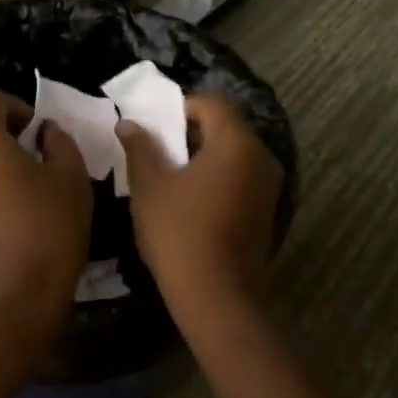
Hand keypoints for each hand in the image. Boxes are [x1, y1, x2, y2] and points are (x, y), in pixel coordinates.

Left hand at [0, 86, 92, 343]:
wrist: (6, 301)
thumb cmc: (45, 230)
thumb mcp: (71, 179)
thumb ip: (59, 142)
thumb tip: (45, 133)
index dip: (17, 106)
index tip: (40, 133)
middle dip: (1, 130)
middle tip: (35, 155)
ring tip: (23, 183)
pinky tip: (7, 210)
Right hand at [116, 93, 282, 324]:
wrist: (216, 294)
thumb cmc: (179, 232)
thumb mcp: (150, 186)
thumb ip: (140, 148)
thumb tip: (128, 123)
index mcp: (236, 143)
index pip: (212, 104)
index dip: (182, 108)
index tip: (155, 127)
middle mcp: (261, 157)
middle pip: (226, 127)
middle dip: (191, 132)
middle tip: (158, 151)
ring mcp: (269, 186)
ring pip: (234, 154)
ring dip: (204, 156)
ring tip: (171, 176)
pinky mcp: (266, 210)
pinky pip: (241, 177)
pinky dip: (218, 177)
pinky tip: (192, 201)